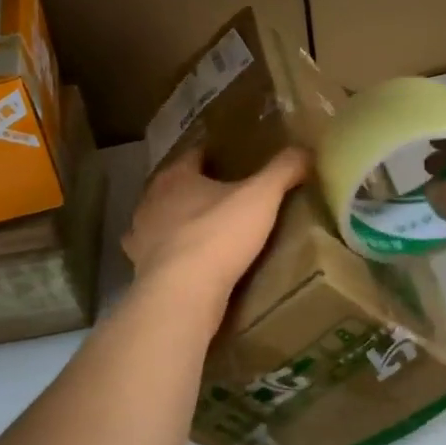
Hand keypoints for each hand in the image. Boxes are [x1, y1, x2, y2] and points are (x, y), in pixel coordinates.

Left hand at [123, 143, 310, 299]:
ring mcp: (140, 237)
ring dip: (181, 223)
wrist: (181, 294)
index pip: (194, 154)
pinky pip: (160, 255)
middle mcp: (151, 201)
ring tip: (209, 231)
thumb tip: (305, 149)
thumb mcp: (262, 197)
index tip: (235, 159)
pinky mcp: (141, 270)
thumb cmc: (218, 235)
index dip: (214, 155)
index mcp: (175, 176)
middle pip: (176, 187)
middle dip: (198, 189)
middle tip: (228, 196)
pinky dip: (174, 255)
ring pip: (163, 221)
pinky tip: (191, 264)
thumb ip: (283, 170)